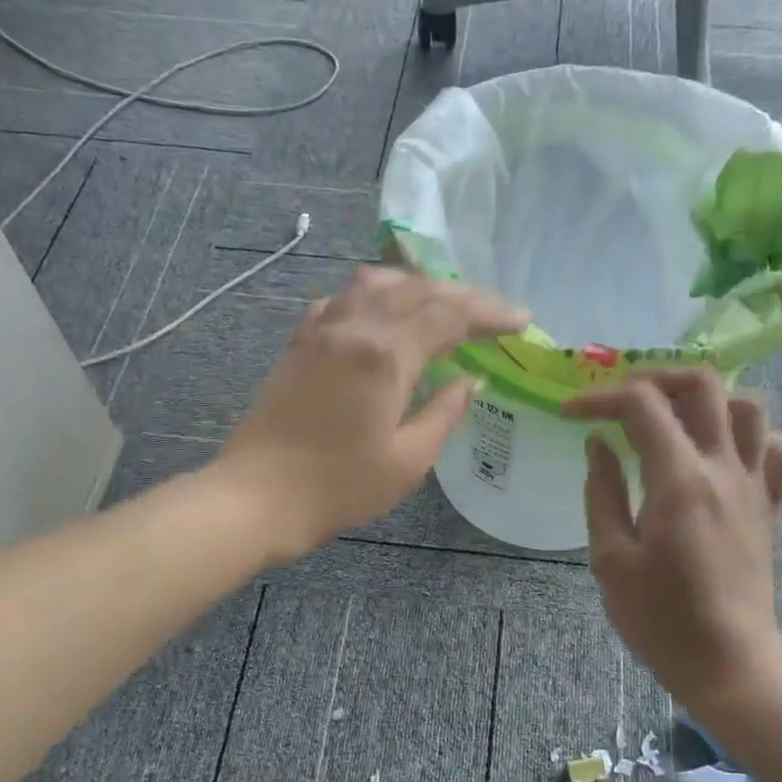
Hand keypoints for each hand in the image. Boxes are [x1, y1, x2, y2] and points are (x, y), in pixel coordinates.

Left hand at [216, 265, 526, 564]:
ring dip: (417, 286)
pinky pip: (340, 299)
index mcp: (386, 354)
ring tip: (443, 305)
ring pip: (376, 283)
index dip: (491, 314)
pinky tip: (381, 314)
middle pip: (417, 289)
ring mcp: (320, 330)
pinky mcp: (299, 343)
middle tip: (493, 313)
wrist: (259, 497)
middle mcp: (354, 326)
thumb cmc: (339, 487)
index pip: (450, 315)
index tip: (522, 321)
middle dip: (463, 295)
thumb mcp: (408, 460)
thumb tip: (470, 380)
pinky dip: (371, 296)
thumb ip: (444, 413)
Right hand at [562, 369, 781, 721]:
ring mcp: (755, 485)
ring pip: (750, 407)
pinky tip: (723, 455)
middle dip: (656, 378)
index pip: (641, 405)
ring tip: (673, 420)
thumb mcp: (610, 559)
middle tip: (622, 400)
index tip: (570, 414)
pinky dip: (754, 438)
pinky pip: (779, 452)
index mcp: (679, 480)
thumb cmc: (658, 619)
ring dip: (708, 401)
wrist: (727, 663)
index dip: (599, 398)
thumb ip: (602, 492)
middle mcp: (724, 468)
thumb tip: (599, 445)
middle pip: (703, 384)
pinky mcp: (770, 507)